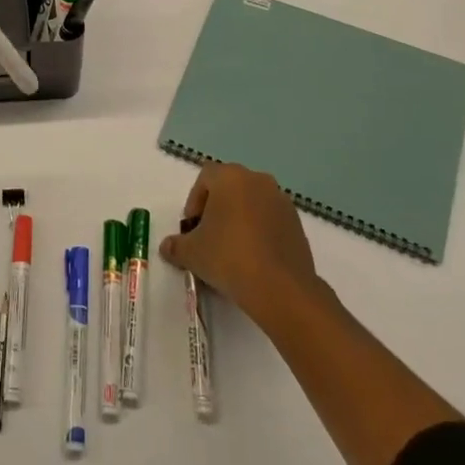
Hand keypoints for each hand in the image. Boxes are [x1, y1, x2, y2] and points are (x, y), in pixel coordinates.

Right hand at [159, 163, 322, 322]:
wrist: (280, 288)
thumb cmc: (228, 257)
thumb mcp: (191, 253)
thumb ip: (175, 246)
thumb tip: (166, 247)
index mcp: (230, 177)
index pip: (205, 178)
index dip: (194, 201)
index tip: (192, 228)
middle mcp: (258, 180)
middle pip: (230, 188)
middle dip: (217, 209)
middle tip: (208, 237)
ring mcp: (281, 201)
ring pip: (252, 204)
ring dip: (239, 220)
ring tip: (231, 251)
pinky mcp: (297, 224)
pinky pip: (270, 221)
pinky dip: (259, 233)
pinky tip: (253, 259)